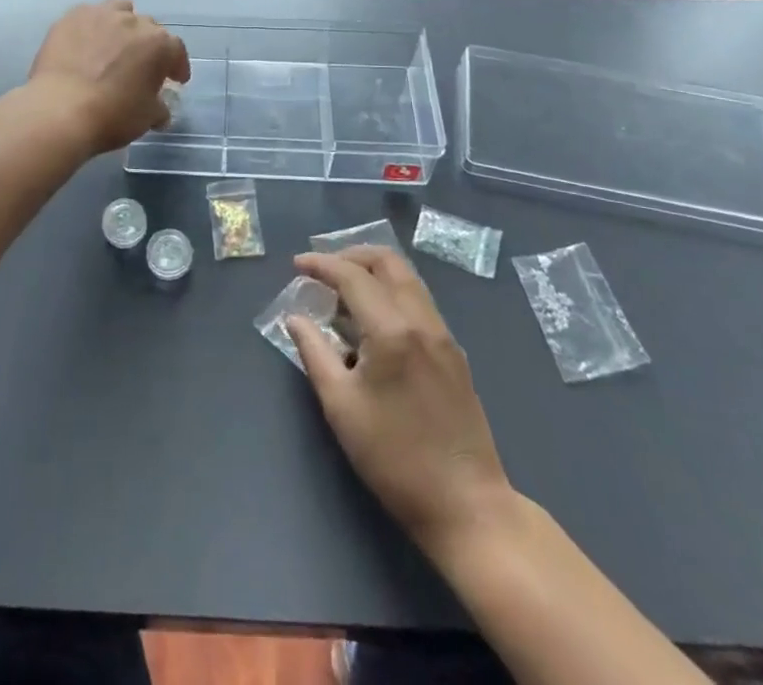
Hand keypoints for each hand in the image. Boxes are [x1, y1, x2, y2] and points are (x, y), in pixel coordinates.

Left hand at [27, 1, 190, 154]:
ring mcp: (101, 15)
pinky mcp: (72, 17)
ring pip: (120, 11)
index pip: (176, 50)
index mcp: (159, 44)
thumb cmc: (112, 115)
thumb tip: (161, 110)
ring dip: (122, 25)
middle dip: (148, 46)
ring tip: (114, 45)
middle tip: (140, 66)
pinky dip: (93, 28)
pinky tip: (85, 44)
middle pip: (148, 28)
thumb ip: (159, 109)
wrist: (60, 109)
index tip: (174, 80)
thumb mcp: (147, 118)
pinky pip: (89, 16)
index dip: (177, 66)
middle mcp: (134, 22)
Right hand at [287, 247, 517, 559]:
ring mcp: (444, 335)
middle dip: (351, 256)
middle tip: (323, 270)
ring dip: (373, 273)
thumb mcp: (341, 407)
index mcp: (393, 330)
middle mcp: (422, 320)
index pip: (353, 276)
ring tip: (343, 295)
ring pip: (407, 279)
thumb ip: (314, 353)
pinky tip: (372, 322)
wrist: (467, 505)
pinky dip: (391, 294)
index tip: (297, 265)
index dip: (322, 264)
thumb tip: (295, 318)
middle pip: (388, 262)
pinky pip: (418, 302)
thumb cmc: (395, 459)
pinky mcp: (454, 352)